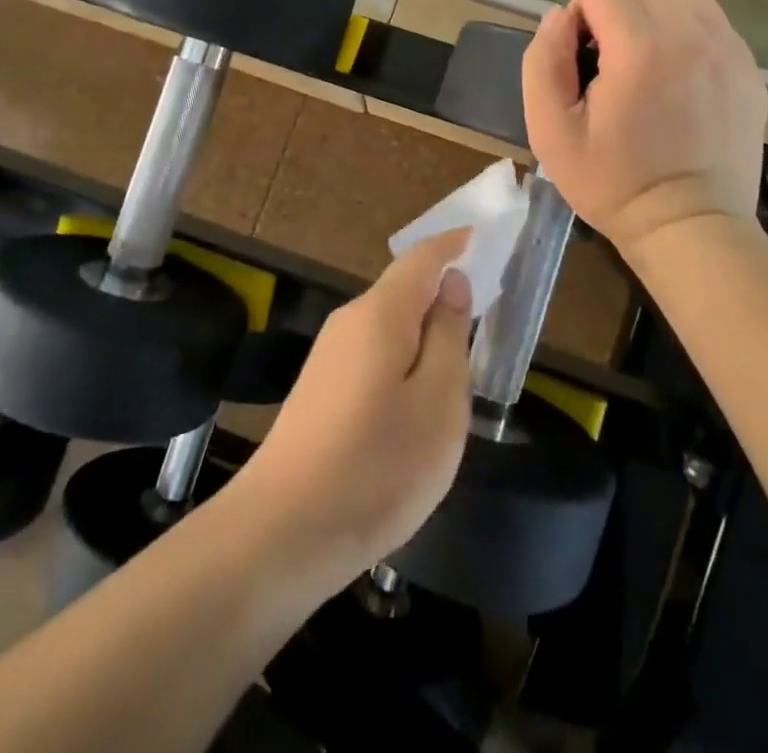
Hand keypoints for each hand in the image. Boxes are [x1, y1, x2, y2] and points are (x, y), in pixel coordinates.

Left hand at [229, 232, 473, 593]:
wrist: (283, 532)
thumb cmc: (377, 465)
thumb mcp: (438, 402)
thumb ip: (448, 335)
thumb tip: (450, 283)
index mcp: (380, 314)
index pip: (421, 259)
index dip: (452, 244)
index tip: (480, 236)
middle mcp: (350, 322)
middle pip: (403, 291)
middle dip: (441, 294)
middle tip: (484, 311)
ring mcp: (329, 357)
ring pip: (389, 327)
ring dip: (424, 334)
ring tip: (459, 364)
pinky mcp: (321, 390)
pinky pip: (374, 356)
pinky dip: (404, 361)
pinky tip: (416, 402)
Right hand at [523, 0, 767, 257]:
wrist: (690, 228)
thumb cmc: (612, 183)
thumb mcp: (550, 131)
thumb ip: (543, 62)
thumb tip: (557, 16)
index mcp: (639, 47)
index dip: (580, 18)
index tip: (582, 62)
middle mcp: (690, 35)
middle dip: (620, 11)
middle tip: (614, 62)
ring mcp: (729, 51)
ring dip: (660, 18)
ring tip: (651, 65)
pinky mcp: (750, 71)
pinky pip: (716, 26)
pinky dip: (692, 38)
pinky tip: (682, 82)